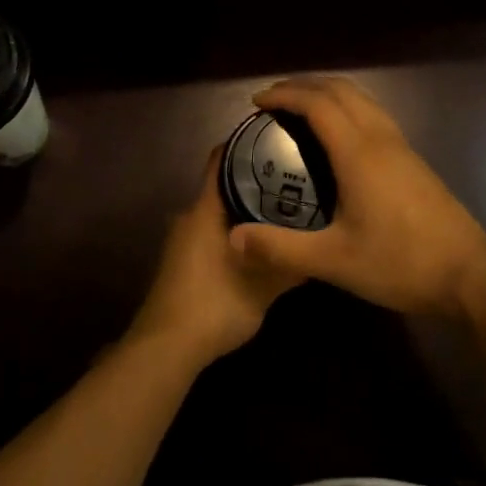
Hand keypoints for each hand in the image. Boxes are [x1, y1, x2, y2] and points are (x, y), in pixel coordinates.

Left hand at [130, 148, 301, 364]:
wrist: (165, 348)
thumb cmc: (214, 305)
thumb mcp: (263, 288)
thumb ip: (290, 266)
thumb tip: (320, 249)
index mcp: (206, 209)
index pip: (221, 159)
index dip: (245, 144)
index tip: (275, 137)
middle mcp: (190, 216)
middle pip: (223, 185)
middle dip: (255, 180)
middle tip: (292, 178)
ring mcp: (183, 240)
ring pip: (218, 212)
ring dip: (245, 210)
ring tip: (283, 209)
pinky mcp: (182, 261)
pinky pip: (212, 232)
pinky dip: (234, 231)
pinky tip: (259, 244)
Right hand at [229, 76, 485, 316]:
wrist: (470, 274)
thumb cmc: (400, 263)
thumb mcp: (334, 261)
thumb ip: (281, 248)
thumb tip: (234, 238)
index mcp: (358, 153)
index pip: (317, 103)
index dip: (285, 95)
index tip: (257, 102)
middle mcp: (380, 139)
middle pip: (341, 90)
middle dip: (304, 86)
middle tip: (273, 100)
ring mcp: (402, 147)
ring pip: (362, 99)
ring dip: (329, 93)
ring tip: (301, 110)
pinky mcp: (414, 160)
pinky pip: (374, 115)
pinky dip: (348, 108)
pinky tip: (338, 137)